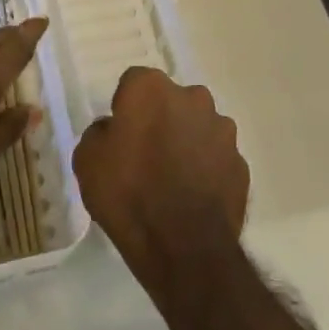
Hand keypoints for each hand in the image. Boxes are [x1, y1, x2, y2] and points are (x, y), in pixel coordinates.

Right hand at [73, 66, 248, 285]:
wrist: (183, 247)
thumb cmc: (128, 194)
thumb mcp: (87, 161)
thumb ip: (100, 134)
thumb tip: (114, 130)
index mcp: (151, 88)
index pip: (133, 82)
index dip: (125, 107)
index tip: (120, 135)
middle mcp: (193, 97)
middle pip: (171, 101)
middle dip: (161, 119)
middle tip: (146, 155)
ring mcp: (222, 129)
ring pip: (199, 127)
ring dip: (187, 142)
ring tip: (172, 180)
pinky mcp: (241, 162)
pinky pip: (217, 158)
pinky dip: (207, 169)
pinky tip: (193, 197)